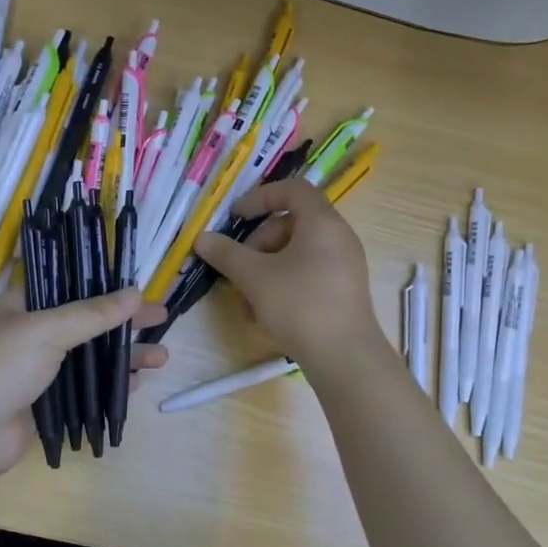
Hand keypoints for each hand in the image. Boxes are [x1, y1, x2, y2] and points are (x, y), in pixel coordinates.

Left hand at [0, 287, 168, 483]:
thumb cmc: (0, 367)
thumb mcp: (47, 330)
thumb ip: (92, 314)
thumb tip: (136, 294)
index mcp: (21, 306)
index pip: (68, 287)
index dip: (104, 286)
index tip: (138, 288)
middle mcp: (30, 334)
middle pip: (86, 323)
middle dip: (124, 324)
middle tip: (162, 320)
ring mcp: (38, 371)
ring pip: (89, 357)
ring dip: (123, 356)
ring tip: (161, 358)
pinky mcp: (46, 402)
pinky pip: (85, 388)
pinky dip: (110, 384)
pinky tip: (136, 384)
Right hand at [192, 178, 386, 375]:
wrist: (344, 357)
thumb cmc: (299, 305)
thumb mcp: (255, 277)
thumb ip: (227, 254)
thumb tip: (202, 239)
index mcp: (322, 222)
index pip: (292, 189)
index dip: (260, 197)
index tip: (236, 217)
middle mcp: (338, 237)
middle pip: (290, 225)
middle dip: (257, 246)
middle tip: (237, 271)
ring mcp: (343, 266)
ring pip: (295, 255)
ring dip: (264, 273)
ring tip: (246, 305)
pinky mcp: (342, 292)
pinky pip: (307, 275)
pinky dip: (282, 286)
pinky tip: (263, 317)